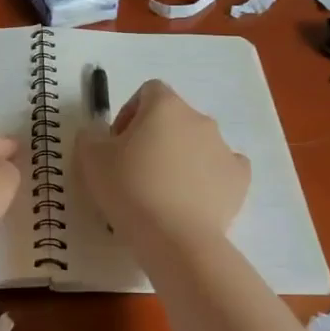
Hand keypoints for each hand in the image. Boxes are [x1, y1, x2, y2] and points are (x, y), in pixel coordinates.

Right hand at [75, 79, 248, 242]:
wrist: (175, 238)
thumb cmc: (129, 189)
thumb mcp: (91, 160)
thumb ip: (90, 137)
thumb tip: (98, 134)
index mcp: (165, 106)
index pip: (148, 92)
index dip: (130, 113)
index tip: (118, 144)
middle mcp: (199, 119)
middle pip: (174, 118)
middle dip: (155, 137)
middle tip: (135, 171)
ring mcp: (224, 148)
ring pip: (198, 144)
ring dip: (181, 158)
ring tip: (162, 192)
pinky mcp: (240, 178)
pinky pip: (222, 169)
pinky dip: (208, 178)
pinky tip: (192, 200)